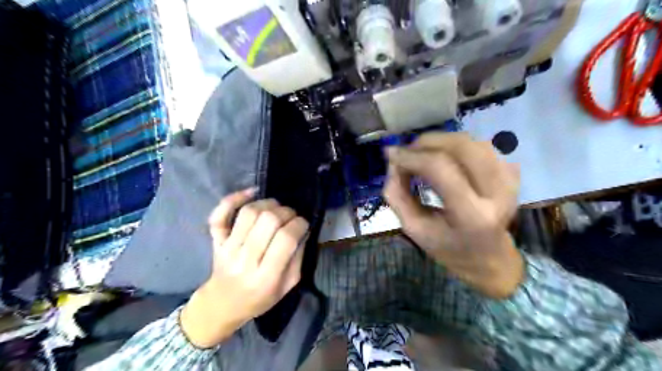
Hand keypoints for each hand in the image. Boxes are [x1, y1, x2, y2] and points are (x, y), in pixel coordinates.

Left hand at [179, 188, 307, 347]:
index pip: (286, 239)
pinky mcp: (216, 240)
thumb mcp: (288, 286)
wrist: (222, 304)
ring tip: (276, 207)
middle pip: (268, 221)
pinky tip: (251, 192)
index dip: (299, 224)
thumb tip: (303, 230)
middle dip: (286, 212)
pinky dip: (234, 198)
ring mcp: (227, 248)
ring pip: (248, 213)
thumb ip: (298, 257)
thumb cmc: (259, 298)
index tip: (303, 223)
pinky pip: (219, 214)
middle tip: (291, 216)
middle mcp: (245, 260)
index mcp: (266, 277)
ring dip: (267, 204)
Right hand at [386, 132, 524, 299]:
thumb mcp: (414, 229)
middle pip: (460, 147)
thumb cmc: (448, 248)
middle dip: (426, 142)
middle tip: (406, 152)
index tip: (391, 154)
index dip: (412, 156)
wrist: (490, 258)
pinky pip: (480, 146)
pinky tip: (445, 159)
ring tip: (422, 154)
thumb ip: (397, 195)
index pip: (440, 169)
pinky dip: (456, 147)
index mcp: (471, 215)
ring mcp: (509, 180)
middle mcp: (497, 193)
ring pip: (471, 142)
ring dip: (440, 142)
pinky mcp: (512, 173)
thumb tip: (393, 163)